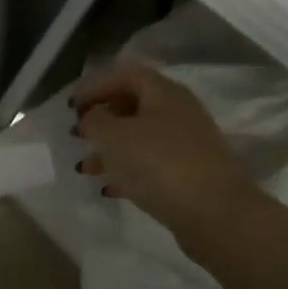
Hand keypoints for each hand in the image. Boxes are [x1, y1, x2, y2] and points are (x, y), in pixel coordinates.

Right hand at [75, 62, 259, 242]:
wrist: (215, 213)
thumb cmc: (159, 164)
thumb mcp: (114, 137)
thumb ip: (94, 121)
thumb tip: (91, 117)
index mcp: (164, 92)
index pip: (126, 75)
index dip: (96, 86)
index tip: (71, 107)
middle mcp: (180, 112)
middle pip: (135, 105)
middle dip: (103, 119)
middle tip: (79, 135)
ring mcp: (189, 144)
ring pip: (142, 138)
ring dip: (112, 149)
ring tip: (85, 168)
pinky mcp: (193, 174)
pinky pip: (154, 164)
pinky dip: (129, 171)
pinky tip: (110, 188)